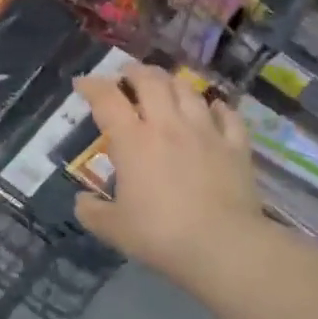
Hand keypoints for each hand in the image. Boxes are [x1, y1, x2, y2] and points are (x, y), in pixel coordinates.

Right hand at [72, 64, 266, 282]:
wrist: (224, 246)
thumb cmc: (161, 235)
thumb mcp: (114, 229)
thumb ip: (92, 212)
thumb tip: (81, 201)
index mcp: (133, 141)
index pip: (107, 99)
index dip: (91, 86)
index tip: (81, 84)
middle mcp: (168, 125)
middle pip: (151, 81)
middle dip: (134, 71)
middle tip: (126, 74)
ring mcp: (205, 132)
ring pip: (188, 91)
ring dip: (172, 82)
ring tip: (165, 85)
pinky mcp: (235, 146)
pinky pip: (228, 116)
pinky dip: (218, 107)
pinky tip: (214, 108)